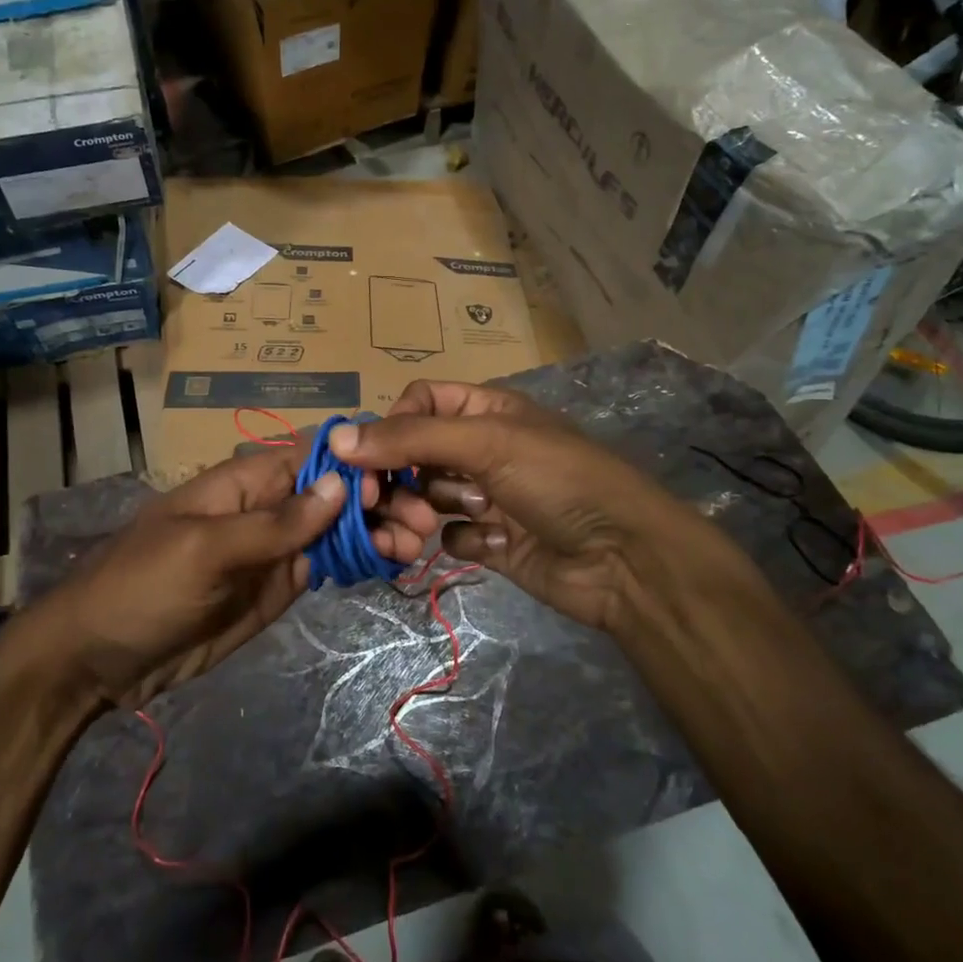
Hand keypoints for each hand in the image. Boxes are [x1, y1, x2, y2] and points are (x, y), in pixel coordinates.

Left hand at [20, 445, 438, 708]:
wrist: (98, 660)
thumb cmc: (141, 588)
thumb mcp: (204, 551)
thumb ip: (274, 522)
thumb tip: (341, 483)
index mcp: (245, 482)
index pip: (311, 457)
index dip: (355, 464)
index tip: (394, 486)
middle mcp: (268, 508)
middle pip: (334, 492)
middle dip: (379, 500)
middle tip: (423, 522)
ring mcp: (276, 549)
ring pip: (338, 529)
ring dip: (379, 531)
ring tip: (418, 545)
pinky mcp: (279, 587)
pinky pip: (327, 566)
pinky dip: (362, 562)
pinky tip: (394, 563)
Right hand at [329, 381, 747, 638]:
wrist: (624, 558)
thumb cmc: (557, 480)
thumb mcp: (487, 443)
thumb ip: (410, 438)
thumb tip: (337, 437)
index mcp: (484, 410)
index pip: (418, 402)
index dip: (389, 426)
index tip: (367, 459)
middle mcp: (482, 448)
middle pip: (413, 454)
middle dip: (399, 479)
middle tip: (383, 504)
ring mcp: (486, 495)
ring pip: (426, 497)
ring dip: (422, 512)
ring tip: (428, 530)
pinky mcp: (492, 540)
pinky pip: (451, 535)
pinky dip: (458, 541)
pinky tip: (486, 546)